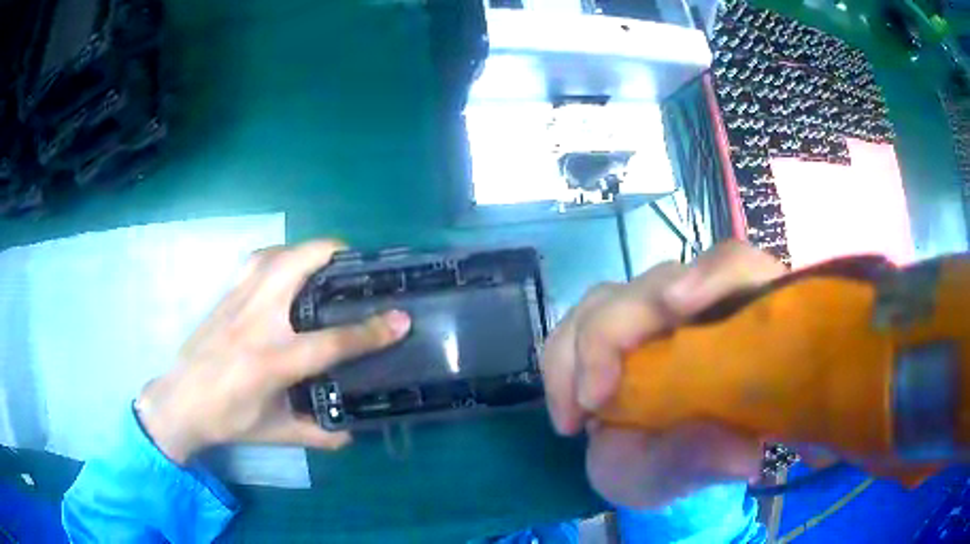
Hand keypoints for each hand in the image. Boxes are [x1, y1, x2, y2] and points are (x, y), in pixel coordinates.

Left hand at [136, 240, 411, 463]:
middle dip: (332, 255)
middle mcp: (257, 322)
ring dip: (304, 251)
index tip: (401, 319)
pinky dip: (277, 256)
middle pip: (297, 266)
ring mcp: (237, 302)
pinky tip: (283, 270)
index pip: (332, 341)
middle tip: (356, 266)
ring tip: (323, 262)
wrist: (179, 402)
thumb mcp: (276, 433)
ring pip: (275, 254)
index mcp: (273, 361)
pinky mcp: (225, 296)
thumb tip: (353, 434)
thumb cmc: (227, 420)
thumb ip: (318, 434)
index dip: (372, 331)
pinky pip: (255, 262)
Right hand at [541, 241, 786, 507]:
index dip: (711, 274)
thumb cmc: (686, 465)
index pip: (738, 269)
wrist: (649, 471)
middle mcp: (694, 307)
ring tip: (574, 415)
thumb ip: (714, 457)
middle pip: (656, 283)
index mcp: (738, 326)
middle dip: (613, 333)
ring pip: (606, 301)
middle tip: (593, 400)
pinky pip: (573, 327)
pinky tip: (567, 413)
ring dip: (578, 353)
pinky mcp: (609, 329)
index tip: (676, 305)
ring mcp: (648, 315)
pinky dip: (560, 365)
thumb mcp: (697, 469)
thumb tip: (743, 458)